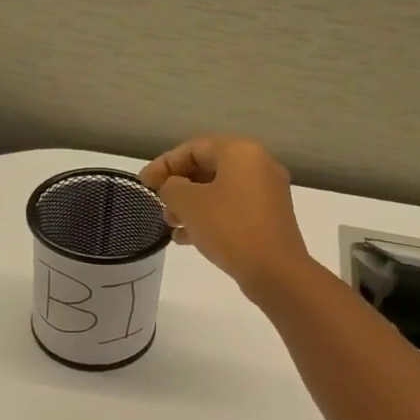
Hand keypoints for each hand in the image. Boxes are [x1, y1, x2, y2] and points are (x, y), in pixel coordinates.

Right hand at [139, 136, 313, 300]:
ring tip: (170, 225)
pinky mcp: (269, 217)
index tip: (143, 184)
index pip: (193, 147)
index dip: (164, 164)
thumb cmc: (230, 228)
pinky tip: (187, 238)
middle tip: (158, 205)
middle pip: (208, 167)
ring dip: (191, 204)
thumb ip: (171, 188)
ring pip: (219, 190)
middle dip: (178, 186)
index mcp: (241, 152)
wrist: (276, 272)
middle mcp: (258, 165)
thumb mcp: (189, 204)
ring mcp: (267, 192)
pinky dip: (209, 217)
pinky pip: (232, 208)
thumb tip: (172, 187)